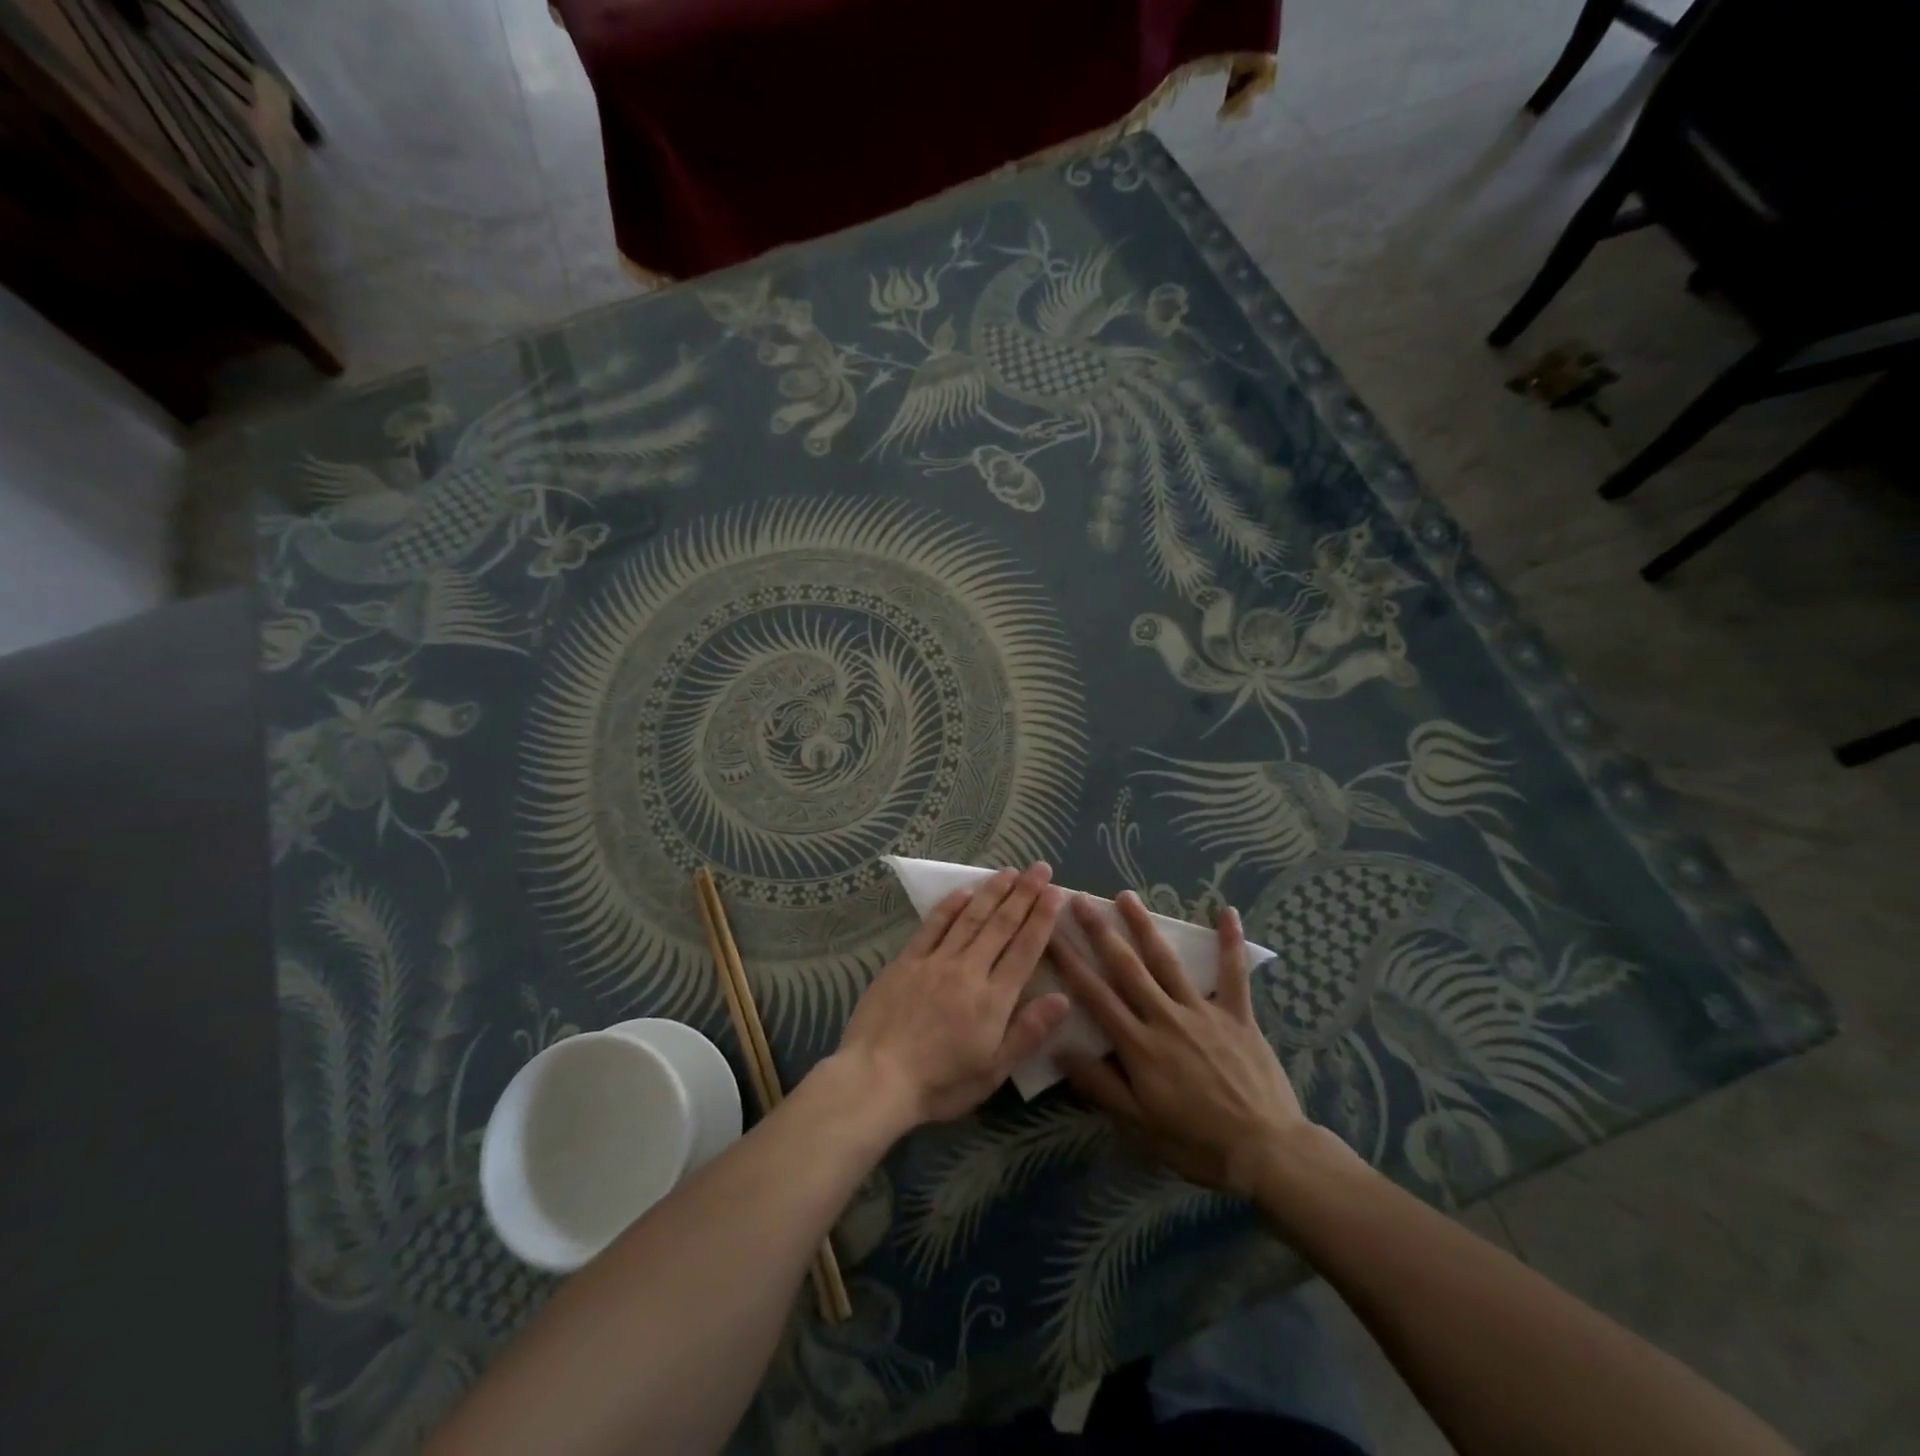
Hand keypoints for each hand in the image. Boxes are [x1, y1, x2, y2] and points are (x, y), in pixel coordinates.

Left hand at [836, 863, 1070, 1128]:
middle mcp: (968, 970)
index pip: (1025, 949)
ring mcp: (936, 961)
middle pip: (1001, 925)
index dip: (1043, 919)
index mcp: (994, 999)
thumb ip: (1028, 1031)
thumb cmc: (940, 1083)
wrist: (877, 1078)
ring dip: (992, 892)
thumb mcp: (993, 1070)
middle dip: (1024, 894)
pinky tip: (963, 891)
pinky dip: (949, 906)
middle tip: (1040, 867)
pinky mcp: (907, 961)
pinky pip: (932, 926)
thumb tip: (1063, 997)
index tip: (1057, 892)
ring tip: (1009, 872)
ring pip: (970, 918)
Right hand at [1053, 891, 1306, 1195]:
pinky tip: (1226, 911)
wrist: (1266, 1152)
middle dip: (1099, 931)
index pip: (1095, 995)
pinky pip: (1233, 973)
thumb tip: (1059, 1049)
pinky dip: (1229, 942)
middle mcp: (1166, 1018)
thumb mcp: (1139, 1124)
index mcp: (1139, 1045)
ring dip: (1145, 926)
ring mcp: (1203, 1011)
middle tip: (1079, 900)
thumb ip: (1100, 1085)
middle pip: (1126, 967)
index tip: (1049, 934)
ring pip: (1167, 961)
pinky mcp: (1238, 1015)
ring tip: (1126, 895)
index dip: (1070, 962)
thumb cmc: (1196, 1142)